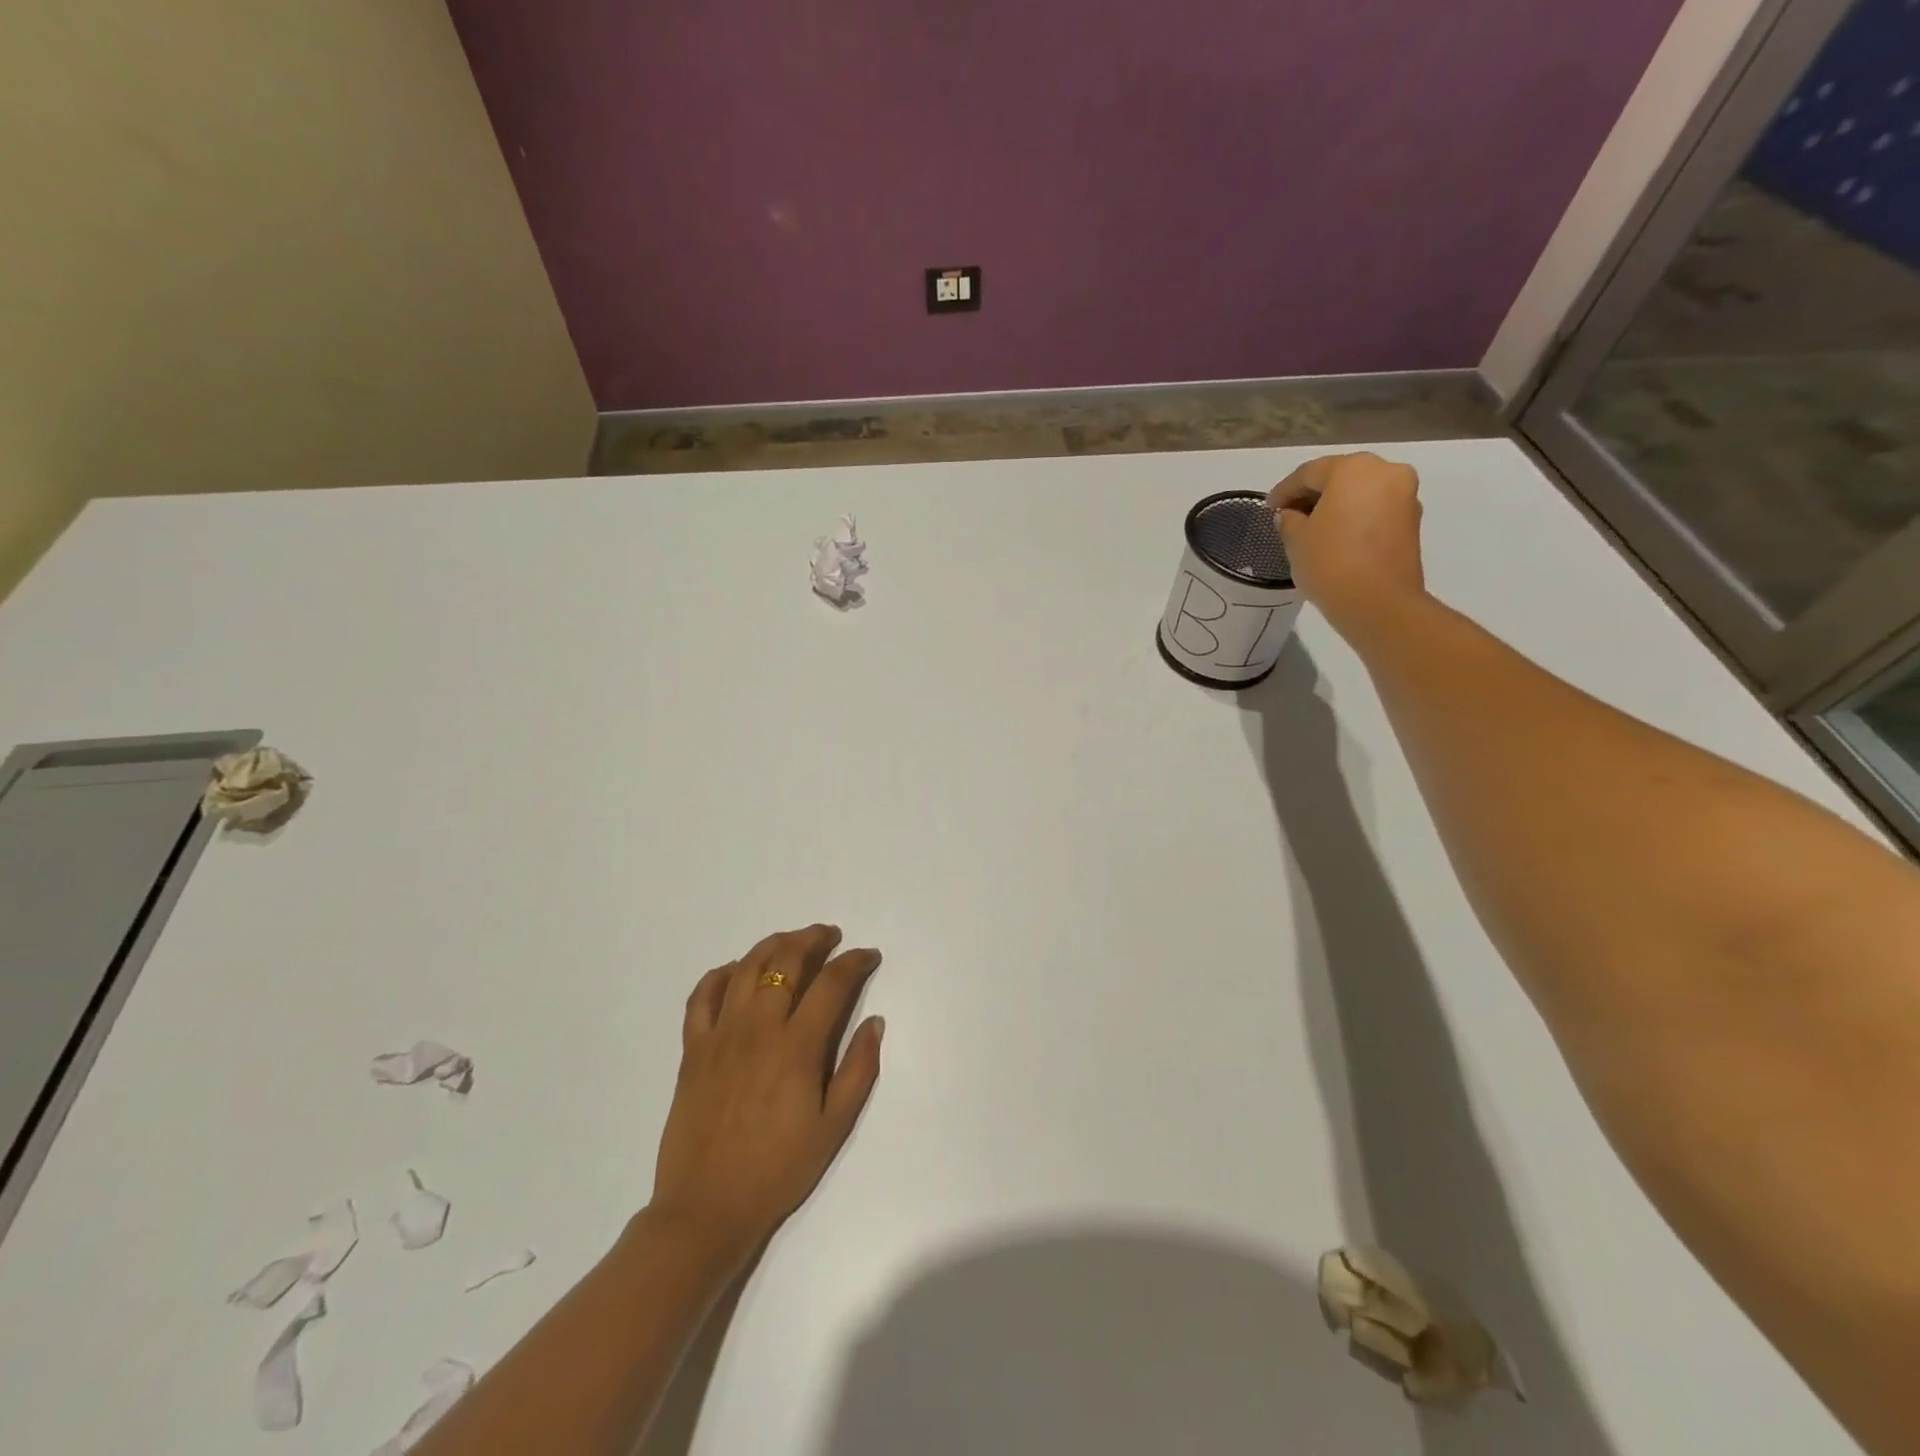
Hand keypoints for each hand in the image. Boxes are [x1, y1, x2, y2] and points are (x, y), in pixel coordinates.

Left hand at [650, 925, 883, 1263]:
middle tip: (831, 936)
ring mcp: (721, 1035)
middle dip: (814, 939)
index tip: (869, 956)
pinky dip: (721, 974)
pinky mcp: (693, 1049)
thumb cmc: (778, 1169)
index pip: (832, 983)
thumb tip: (874, 1022)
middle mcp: (758, 1028)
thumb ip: (858, 1069)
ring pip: (747, 967)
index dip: (855, 961)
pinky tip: (736, 971)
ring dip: (774, 945)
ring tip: (792, 942)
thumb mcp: (834, 1127)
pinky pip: (702, 996)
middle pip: (787, 961)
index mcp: (796, 1046)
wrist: (707, 1208)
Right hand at [1268, 452, 1426, 640]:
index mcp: (1353, 468)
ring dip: (1335, 506)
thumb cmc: (1330, 563)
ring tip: (1311, 528)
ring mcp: (1404, 496)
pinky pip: (1374, 509)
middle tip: (1289, 515)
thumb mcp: (1296, 540)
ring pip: (1360, 493)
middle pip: (1340, 477)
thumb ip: (1289, 520)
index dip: (1284, 490)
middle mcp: (1385, 472)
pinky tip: (1335, 537)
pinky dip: (1354, 517)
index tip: (1268, 508)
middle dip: (1313, 494)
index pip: (1309, 473)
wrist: (1378, 603)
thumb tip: (1291, 515)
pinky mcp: (1411, 521)